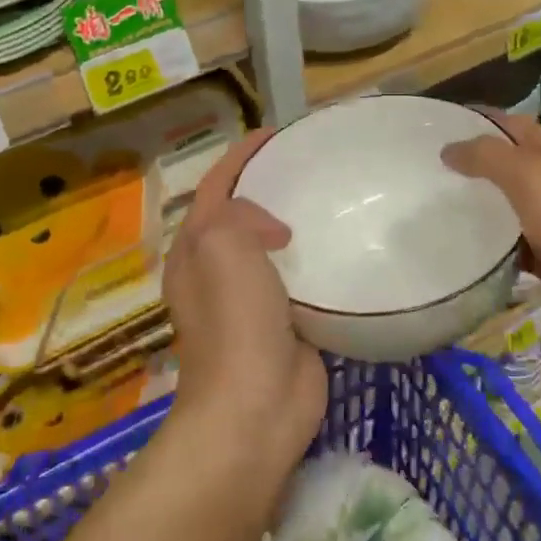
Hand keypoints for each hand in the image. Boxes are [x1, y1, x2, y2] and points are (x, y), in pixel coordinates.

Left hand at [162, 129, 326, 468]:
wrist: (255, 406)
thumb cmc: (233, 320)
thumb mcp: (222, 246)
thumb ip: (241, 214)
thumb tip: (277, 231)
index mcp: (195, 250)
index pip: (216, 186)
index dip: (241, 156)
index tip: (275, 134)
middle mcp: (217, 270)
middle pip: (243, 213)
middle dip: (270, 186)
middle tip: (311, 164)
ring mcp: (251, 299)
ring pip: (274, 247)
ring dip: (297, 222)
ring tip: (333, 197)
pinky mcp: (286, 322)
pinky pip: (301, 279)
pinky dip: (317, 259)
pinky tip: (345, 247)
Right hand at [443, 114, 540, 386]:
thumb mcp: (533, 180)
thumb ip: (488, 157)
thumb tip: (449, 148)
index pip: (512, 126)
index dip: (475, 123)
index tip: (428, 131)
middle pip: (510, 167)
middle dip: (472, 168)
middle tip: (422, 175)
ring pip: (512, 209)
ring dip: (480, 210)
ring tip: (430, 211)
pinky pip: (517, 248)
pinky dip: (494, 249)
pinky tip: (462, 253)